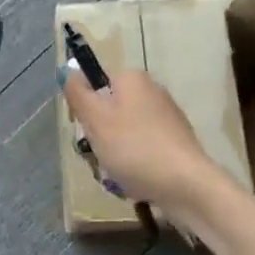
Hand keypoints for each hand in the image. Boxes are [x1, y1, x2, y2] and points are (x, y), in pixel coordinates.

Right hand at [59, 64, 221, 219]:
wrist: (186, 185)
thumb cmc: (134, 147)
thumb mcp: (95, 119)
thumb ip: (77, 92)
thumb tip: (68, 69)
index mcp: (132, 79)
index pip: (95, 84)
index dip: (84, 107)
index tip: (84, 130)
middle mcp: (152, 91)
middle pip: (110, 110)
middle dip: (99, 135)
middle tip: (99, 155)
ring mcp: (167, 117)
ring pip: (124, 132)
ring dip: (114, 153)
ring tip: (118, 174)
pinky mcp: (176, 142)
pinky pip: (143, 148)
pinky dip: (135, 163)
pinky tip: (136, 180)